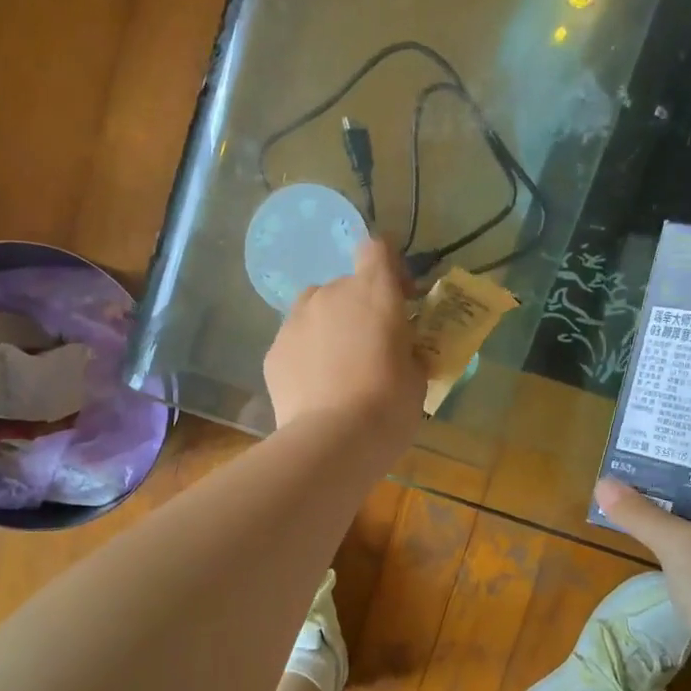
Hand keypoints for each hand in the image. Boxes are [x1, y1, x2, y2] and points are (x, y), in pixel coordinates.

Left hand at [264, 238, 425, 448]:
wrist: (331, 442)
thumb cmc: (388, 406)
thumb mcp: (417, 377)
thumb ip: (409, 351)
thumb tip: (403, 351)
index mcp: (374, 292)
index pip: (377, 249)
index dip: (389, 266)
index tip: (401, 297)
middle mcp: (330, 294)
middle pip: (346, 286)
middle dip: (359, 308)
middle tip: (371, 347)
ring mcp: (295, 321)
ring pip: (315, 311)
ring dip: (328, 327)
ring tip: (338, 367)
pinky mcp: (273, 351)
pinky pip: (295, 341)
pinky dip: (306, 355)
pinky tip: (315, 387)